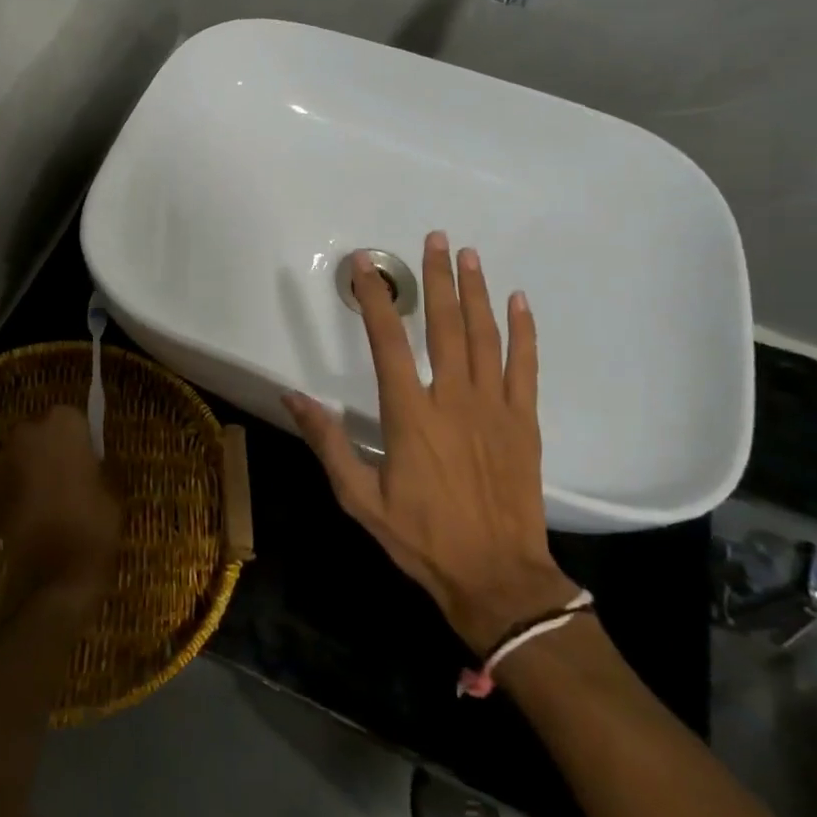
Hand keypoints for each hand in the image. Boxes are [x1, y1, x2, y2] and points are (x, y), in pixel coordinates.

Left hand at [0, 405, 121, 616]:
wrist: (53, 575)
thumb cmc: (92, 523)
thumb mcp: (112, 488)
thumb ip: (99, 464)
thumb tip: (94, 460)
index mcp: (63, 423)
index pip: (74, 418)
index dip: (82, 439)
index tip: (92, 459)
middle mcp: (30, 432)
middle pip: (45, 433)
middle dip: (55, 449)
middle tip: (74, 474)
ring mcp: (7, 460)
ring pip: (27, 455)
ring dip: (38, 468)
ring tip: (57, 496)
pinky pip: (15, 479)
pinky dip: (25, 489)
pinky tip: (41, 512)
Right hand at [283, 233, 576, 649]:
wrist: (497, 579)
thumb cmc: (422, 538)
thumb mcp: (359, 498)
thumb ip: (326, 442)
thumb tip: (291, 396)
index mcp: (410, 415)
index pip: (388, 342)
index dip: (376, 299)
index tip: (367, 265)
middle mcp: (452, 399)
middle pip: (445, 325)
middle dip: (439, 278)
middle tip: (436, 238)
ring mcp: (493, 407)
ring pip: (485, 336)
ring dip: (476, 291)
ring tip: (469, 255)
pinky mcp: (524, 422)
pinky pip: (524, 366)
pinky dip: (523, 331)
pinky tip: (518, 301)